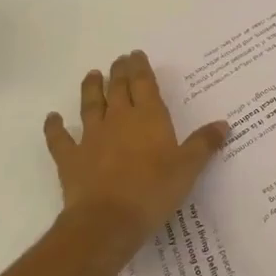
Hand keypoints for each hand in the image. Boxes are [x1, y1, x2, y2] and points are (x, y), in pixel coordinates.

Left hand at [43, 51, 228, 268]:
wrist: (107, 221)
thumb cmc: (154, 190)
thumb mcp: (188, 168)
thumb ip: (204, 144)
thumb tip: (223, 124)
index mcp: (148, 118)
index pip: (144, 84)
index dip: (141, 68)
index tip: (136, 54)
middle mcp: (118, 120)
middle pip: (118, 89)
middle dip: (119, 72)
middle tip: (119, 60)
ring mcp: (91, 138)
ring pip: (90, 106)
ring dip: (91, 89)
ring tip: (92, 75)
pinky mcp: (71, 159)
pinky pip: (60, 139)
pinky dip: (55, 127)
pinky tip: (52, 118)